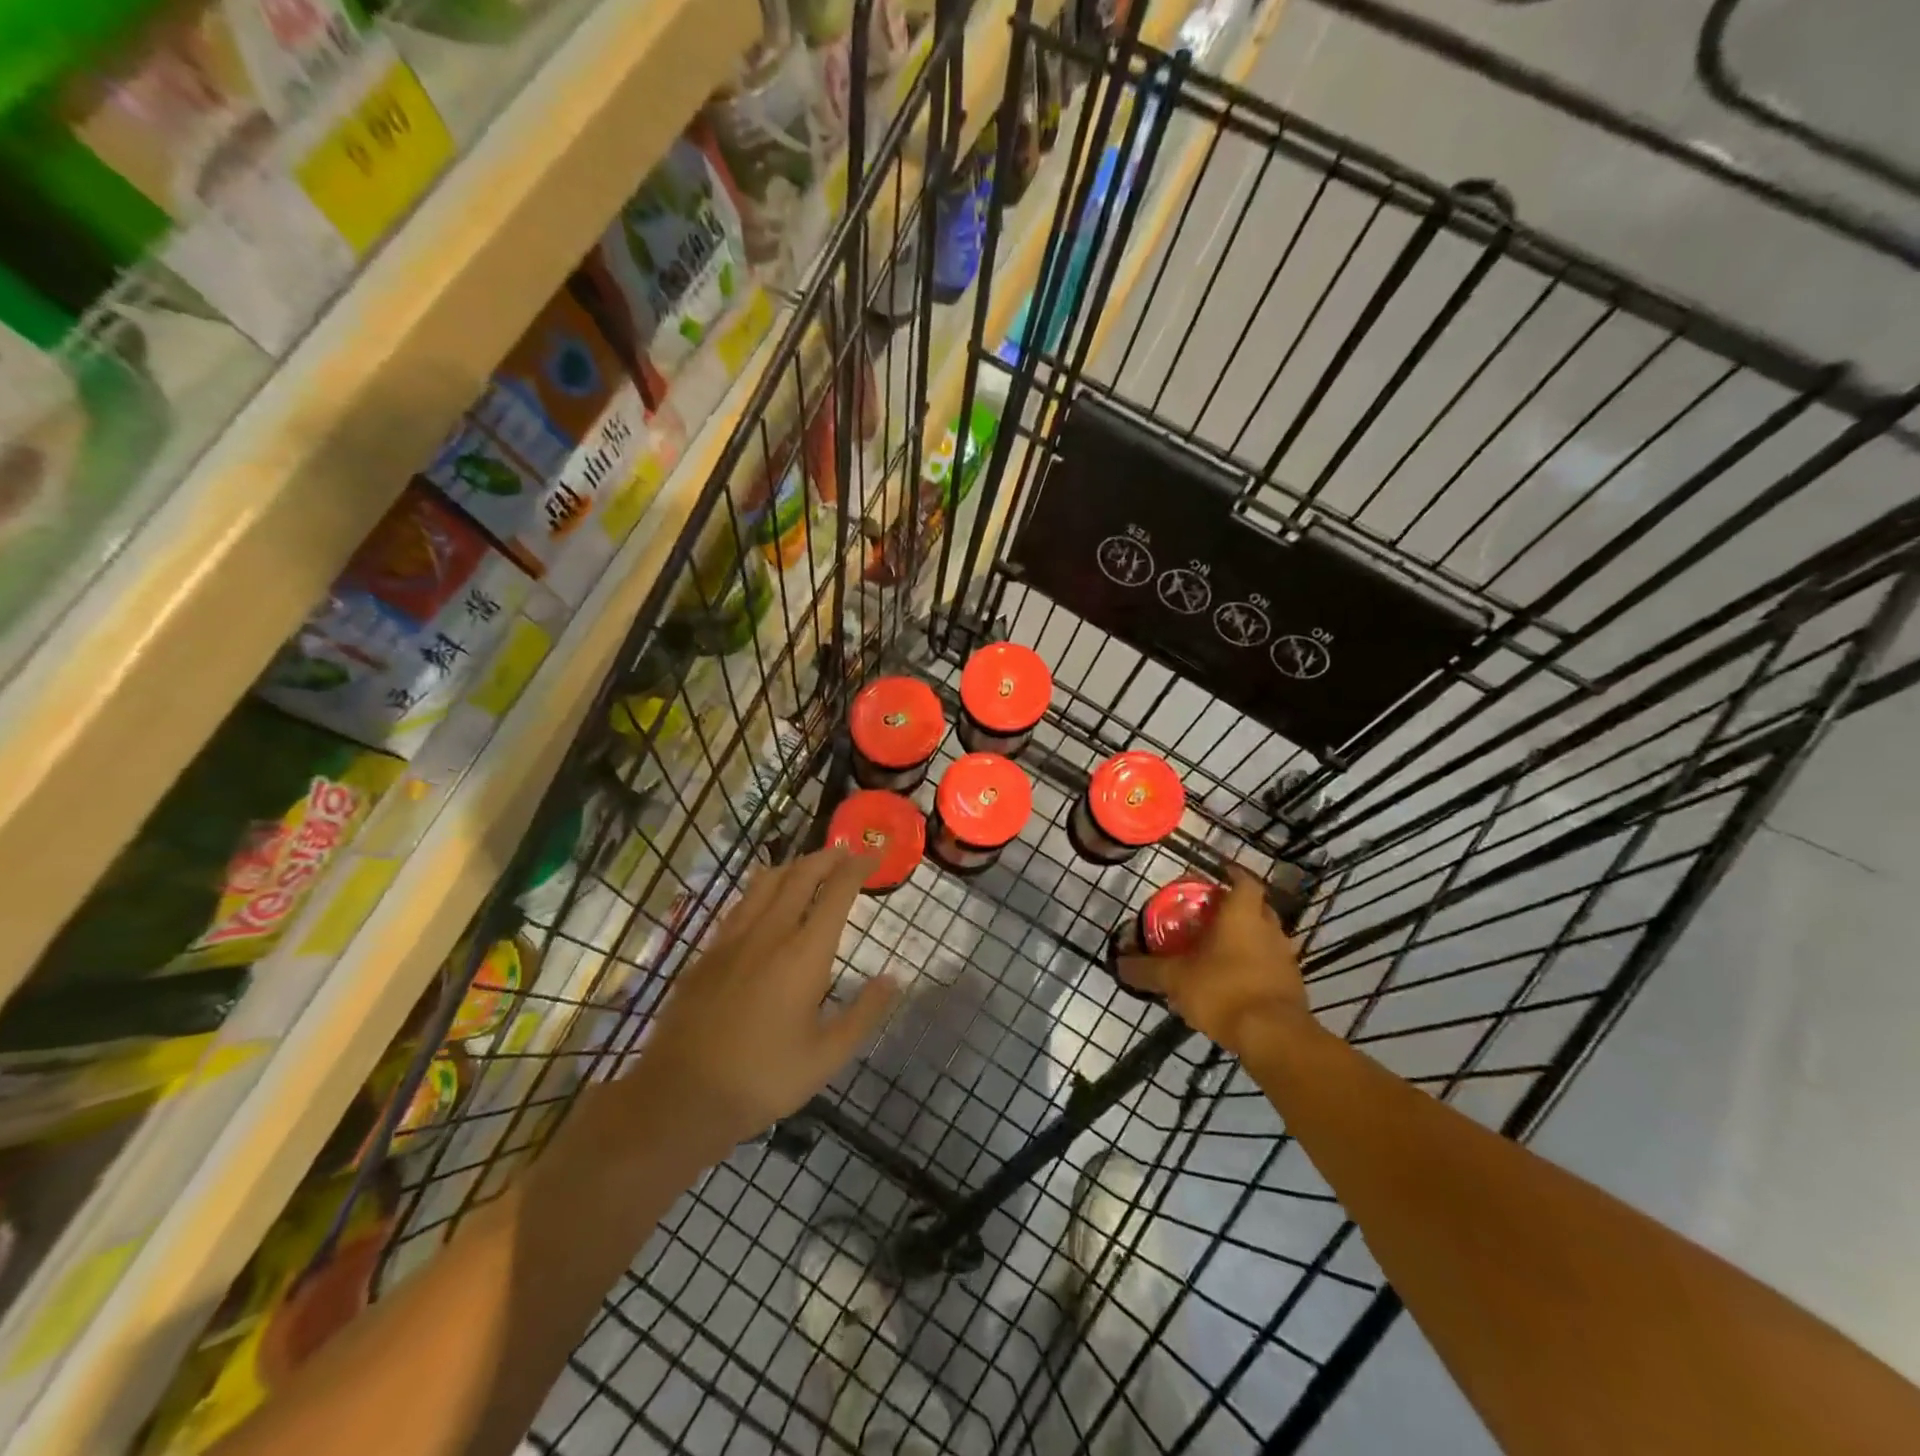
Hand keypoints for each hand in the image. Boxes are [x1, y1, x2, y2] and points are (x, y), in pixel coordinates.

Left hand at [627, 848, 898, 1148]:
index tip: (874, 855)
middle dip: (827, 857)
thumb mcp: (827, 1056)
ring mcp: (732, 939)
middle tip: (846, 852)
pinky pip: (741, 904)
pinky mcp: (707, 953)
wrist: (681, 1096)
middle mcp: (769, 933)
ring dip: (794, 866)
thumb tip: (893, 979)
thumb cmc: (763, 1079)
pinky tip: (764, 901)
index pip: (837, 892)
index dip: (858, 867)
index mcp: (804, 954)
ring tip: (810, 866)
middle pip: (800, 875)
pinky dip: (763, 888)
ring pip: (766, 882)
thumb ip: (864, 1013)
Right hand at [1118, 864, 1309, 1054]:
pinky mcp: (1293, 986)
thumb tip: (1120, 963)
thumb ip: (1147, 969)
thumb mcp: (1175, 979)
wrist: (1274, 1037)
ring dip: (1247, 940)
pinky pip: (1271, 966)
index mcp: (1243, 915)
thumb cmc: (1223, 991)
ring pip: (1265, 938)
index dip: (1233, 874)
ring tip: (1220, 952)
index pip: (1245, 881)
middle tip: (1211, 917)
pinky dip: (1255, 967)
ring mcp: (1286, 958)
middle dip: (1235, 909)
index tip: (1218, 875)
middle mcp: (1270, 929)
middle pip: (1256, 908)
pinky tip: (1234, 983)